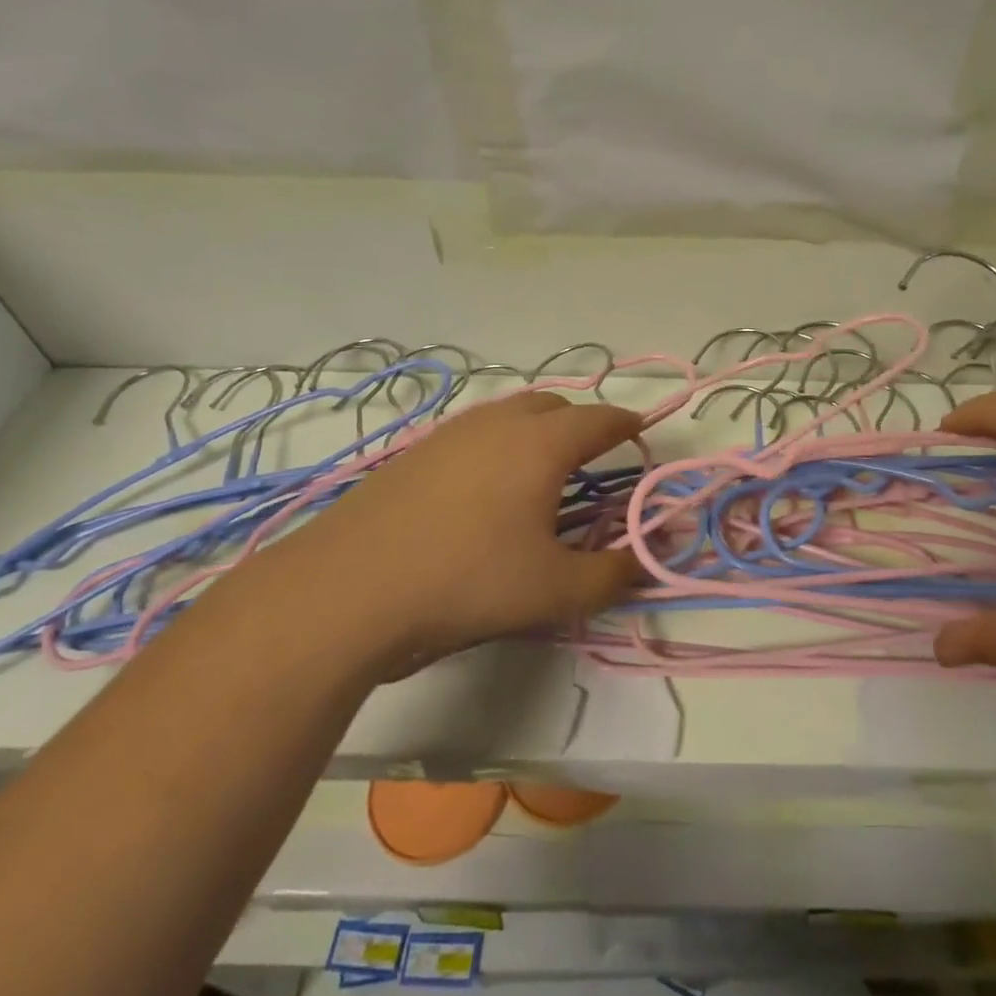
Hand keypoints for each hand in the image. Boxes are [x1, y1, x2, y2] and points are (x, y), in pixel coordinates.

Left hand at [283, 392, 642, 672]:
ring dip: (535, 430)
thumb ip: (611, 576)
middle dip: (580, 423)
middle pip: (553, 405)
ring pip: (508, 414)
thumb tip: (645, 565)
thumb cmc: (468, 580)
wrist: (350, 587)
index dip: (625, 425)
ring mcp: (451, 433)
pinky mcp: (415, 452)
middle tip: (592, 456)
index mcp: (541, 443)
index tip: (640, 433)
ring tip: (540, 469)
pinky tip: (484, 487)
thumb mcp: (553, 590)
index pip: (598, 420)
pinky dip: (496, 444)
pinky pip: (474, 433)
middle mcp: (498, 423)